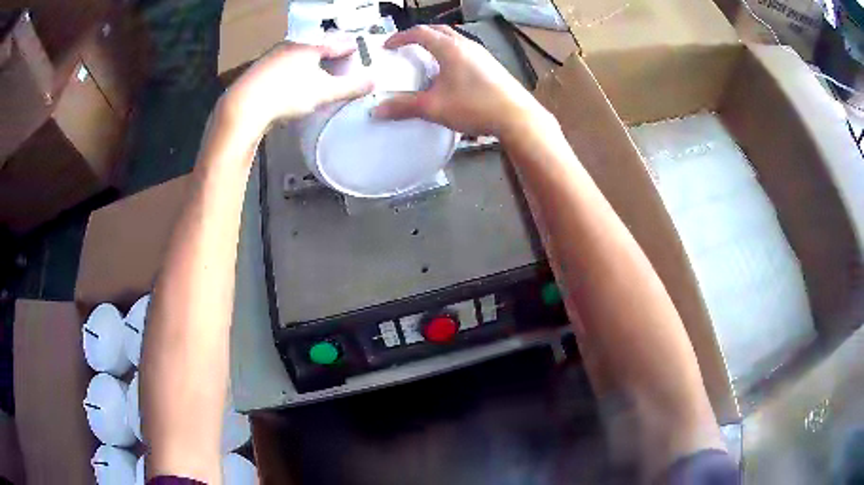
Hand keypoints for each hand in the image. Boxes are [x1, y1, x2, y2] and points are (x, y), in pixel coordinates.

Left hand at [220, 41, 373, 136]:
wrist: (244, 107)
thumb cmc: (288, 94)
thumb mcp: (324, 92)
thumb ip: (350, 87)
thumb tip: (374, 81)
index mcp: (309, 45)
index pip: (337, 43)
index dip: (350, 49)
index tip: (358, 53)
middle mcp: (290, 45)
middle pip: (316, 47)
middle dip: (328, 56)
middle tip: (338, 66)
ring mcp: (271, 57)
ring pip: (297, 56)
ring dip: (308, 64)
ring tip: (315, 77)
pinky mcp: (258, 71)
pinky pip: (282, 67)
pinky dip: (291, 73)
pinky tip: (290, 85)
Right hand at [373, 25, 550, 138]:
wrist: (516, 117)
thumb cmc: (475, 106)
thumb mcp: (434, 107)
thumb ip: (404, 106)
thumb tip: (378, 110)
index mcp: (449, 48)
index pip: (420, 32)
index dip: (400, 37)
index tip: (388, 46)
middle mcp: (467, 45)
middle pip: (439, 30)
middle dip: (419, 35)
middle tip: (406, 46)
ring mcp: (482, 54)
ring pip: (455, 39)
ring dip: (437, 43)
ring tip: (426, 58)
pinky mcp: (492, 66)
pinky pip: (466, 52)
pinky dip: (451, 54)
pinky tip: (450, 74)